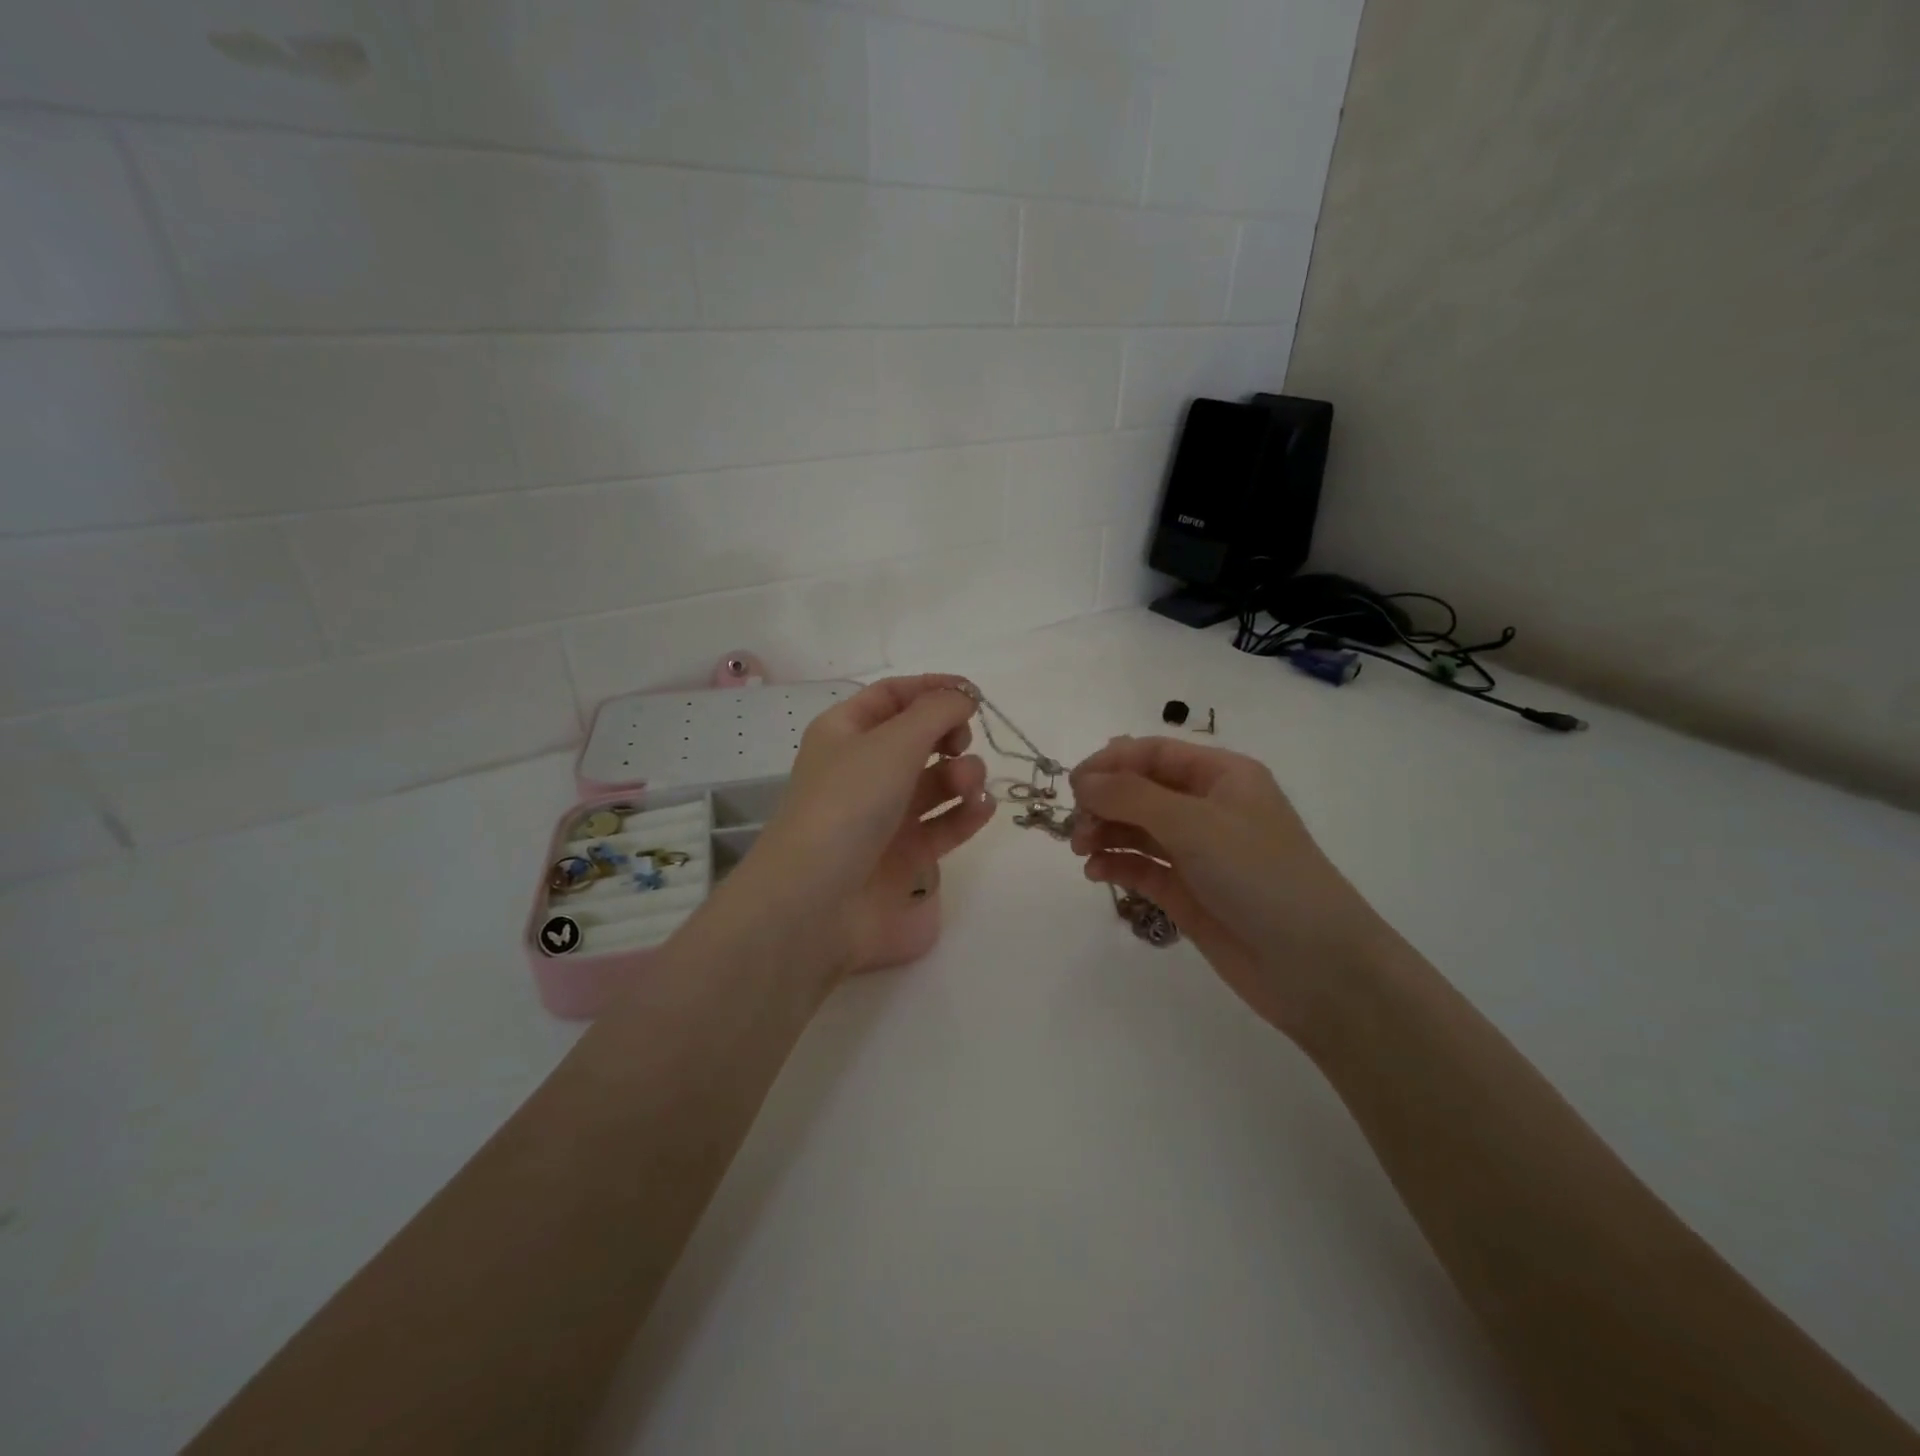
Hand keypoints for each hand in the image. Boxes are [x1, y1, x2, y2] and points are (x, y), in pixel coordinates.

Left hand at [721, 675, 994, 979]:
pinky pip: (943, 824)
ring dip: (962, 775)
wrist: (816, 901)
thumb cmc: (848, 804)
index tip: (973, 694)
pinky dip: (965, 813)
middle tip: (961, 744)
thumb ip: (937, 711)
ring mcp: (884, 815)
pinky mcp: (905, 856)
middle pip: (918, 738)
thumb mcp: (893, 742)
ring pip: (935, 782)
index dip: (932, 689)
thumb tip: (964, 696)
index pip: (892, 696)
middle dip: (949, 735)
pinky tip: (981, 808)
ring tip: (969, 786)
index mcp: (846, 733)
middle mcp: (864, 770)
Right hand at [1068, 736, 1389, 1038]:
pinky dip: (1116, 864)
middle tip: (1077, 828)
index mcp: (1222, 776)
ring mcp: (1198, 853)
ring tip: (1081, 851)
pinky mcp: (1188, 893)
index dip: (1110, 762)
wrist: (1315, 967)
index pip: (1153, 753)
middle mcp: (1208, 808)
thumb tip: (1083, 781)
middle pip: (1140, 790)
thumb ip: (1132, 796)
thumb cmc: (1259, 875)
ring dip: (1104, 832)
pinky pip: (1143, 867)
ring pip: (1137, 829)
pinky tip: (1095, 872)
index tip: (1073, 785)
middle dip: (1104, 802)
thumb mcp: (1195, 823)